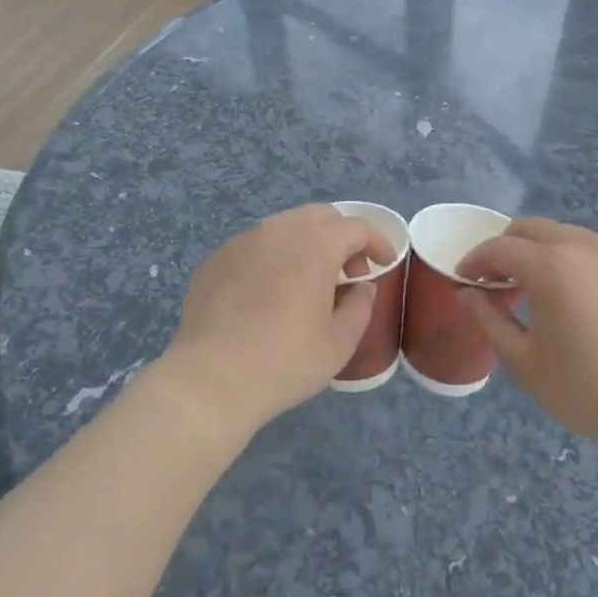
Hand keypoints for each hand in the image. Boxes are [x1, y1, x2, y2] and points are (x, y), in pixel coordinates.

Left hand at [155, 204, 394, 440]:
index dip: (377, 242)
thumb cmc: (285, 361)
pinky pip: (256, 246)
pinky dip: (275, 258)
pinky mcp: (217, 259)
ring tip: (309, 283)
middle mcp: (279, 230)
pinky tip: (270, 294)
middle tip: (348, 274)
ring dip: (307, 245)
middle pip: (320, 217)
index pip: (356, 227)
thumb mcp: (339, 342)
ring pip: (285, 227)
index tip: (385, 262)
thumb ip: (360, 306)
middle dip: (341, 237)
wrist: (211, 379)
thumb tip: (361, 287)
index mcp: (316, 244)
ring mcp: (243, 241)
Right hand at [456, 219, 597, 468]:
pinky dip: (575, 264)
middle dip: (506, 248)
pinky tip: (578, 301)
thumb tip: (467, 294)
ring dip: (541, 252)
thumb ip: (488, 318)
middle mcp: (583, 248)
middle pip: (532, 229)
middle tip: (496, 280)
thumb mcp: (522, 360)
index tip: (463, 280)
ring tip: (536, 288)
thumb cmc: (584, 390)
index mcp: (549, 266)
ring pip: (567, 236)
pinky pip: (597, 255)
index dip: (474, 261)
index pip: (499, 248)